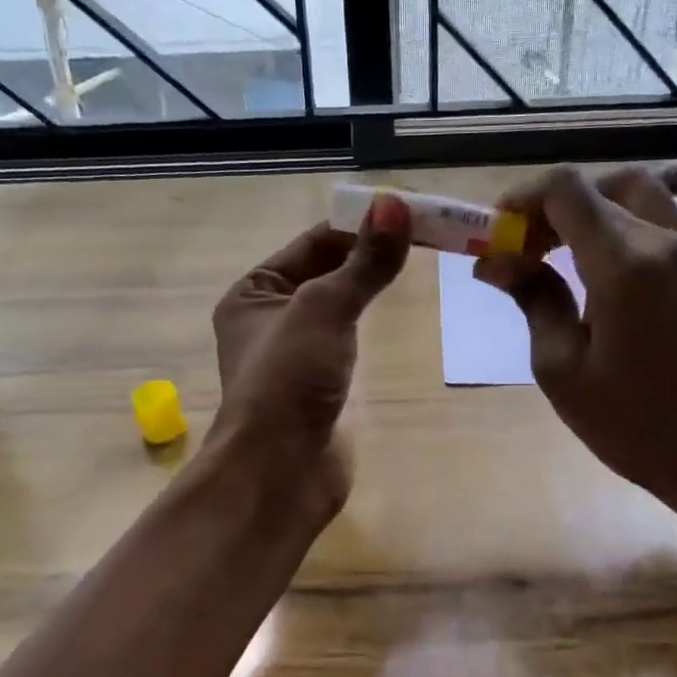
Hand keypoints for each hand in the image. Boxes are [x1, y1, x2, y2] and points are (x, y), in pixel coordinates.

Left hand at [209, 195, 411, 515]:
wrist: (279, 472)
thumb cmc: (289, 380)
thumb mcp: (325, 308)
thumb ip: (363, 261)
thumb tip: (396, 204)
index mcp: (252, 293)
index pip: (311, 243)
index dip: (357, 224)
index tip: (407, 212)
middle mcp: (267, 319)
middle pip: (325, 272)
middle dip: (367, 254)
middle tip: (424, 235)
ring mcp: (294, 355)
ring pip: (337, 307)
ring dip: (368, 287)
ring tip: (416, 263)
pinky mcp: (318, 386)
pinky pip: (346, 341)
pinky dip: (368, 324)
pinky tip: (396, 314)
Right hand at [474, 164, 676, 527]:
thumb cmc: (626, 419)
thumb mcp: (560, 366)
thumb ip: (532, 298)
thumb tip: (494, 260)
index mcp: (621, 266)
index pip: (565, 190)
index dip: (524, 199)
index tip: (501, 233)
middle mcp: (662, 241)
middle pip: (594, 188)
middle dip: (548, 209)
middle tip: (525, 251)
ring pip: (640, 185)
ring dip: (597, 197)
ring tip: (573, 235)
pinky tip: (651, 198)